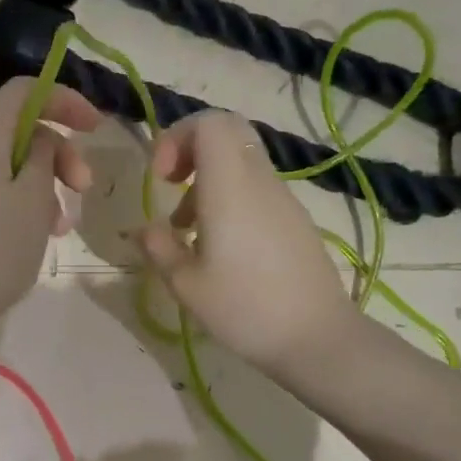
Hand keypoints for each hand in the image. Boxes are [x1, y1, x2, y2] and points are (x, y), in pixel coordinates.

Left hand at [0, 78, 99, 334]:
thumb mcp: (33, 199)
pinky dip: (15, 204)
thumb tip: (38, 142)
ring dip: (40, 186)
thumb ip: (44, 157)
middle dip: (58, 153)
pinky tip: (30, 240)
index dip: (65, 100)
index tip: (96, 129)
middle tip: (82, 190)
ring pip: (3, 165)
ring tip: (58, 228)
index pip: (25, 90)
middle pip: (16, 129)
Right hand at [137, 110, 355, 375]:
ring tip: (188, 230)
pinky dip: (231, 198)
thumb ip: (159, 248)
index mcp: (230, 187)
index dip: (177, 137)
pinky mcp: (295, 220)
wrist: (316, 338)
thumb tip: (144, 229)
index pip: (209, 123)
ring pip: (241, 161)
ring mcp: (283, 199)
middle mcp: (259, 182)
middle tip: (172, 185)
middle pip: (228, 132)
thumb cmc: (244, 309)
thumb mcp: (186, 285)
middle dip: (191, 149)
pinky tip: (221, 247)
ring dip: (208, 180)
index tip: (162, 179)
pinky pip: (257, 188)